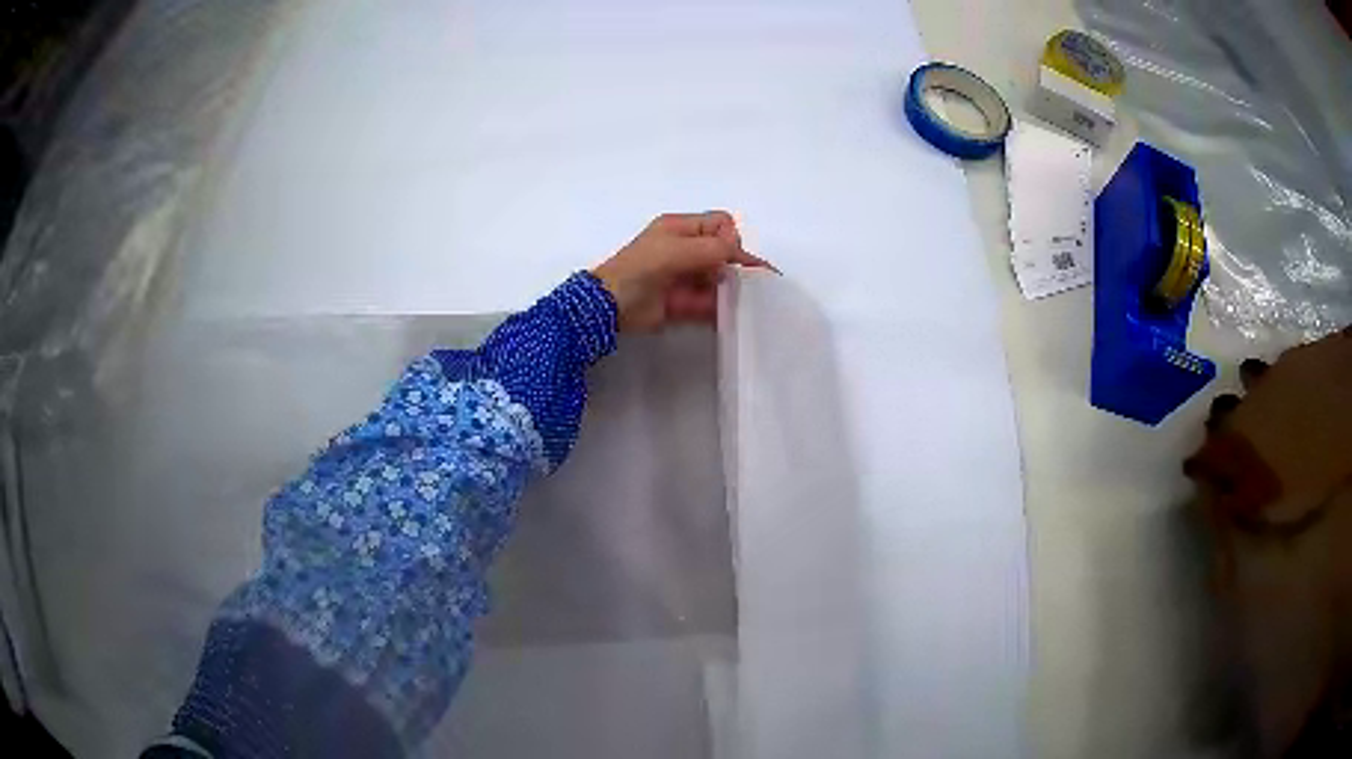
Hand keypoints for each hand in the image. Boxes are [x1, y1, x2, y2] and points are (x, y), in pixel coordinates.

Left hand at [592, 212, 772, 331]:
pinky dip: (721, 309)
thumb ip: (713, 247)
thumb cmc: (641, 268)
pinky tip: (733, 315)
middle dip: (738, 266)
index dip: (732, 238)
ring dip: (732, 289)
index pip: (720, 224)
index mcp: (680, 229)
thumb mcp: (677, 249)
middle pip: (723, 253)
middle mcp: (685, 249)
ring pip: (719, 280)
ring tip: (747, 302)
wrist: (610, 305)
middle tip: (752, 283)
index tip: (734, 258)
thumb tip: (740, 251)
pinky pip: (709, 303)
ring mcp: (684, 277)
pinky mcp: (683, 303)